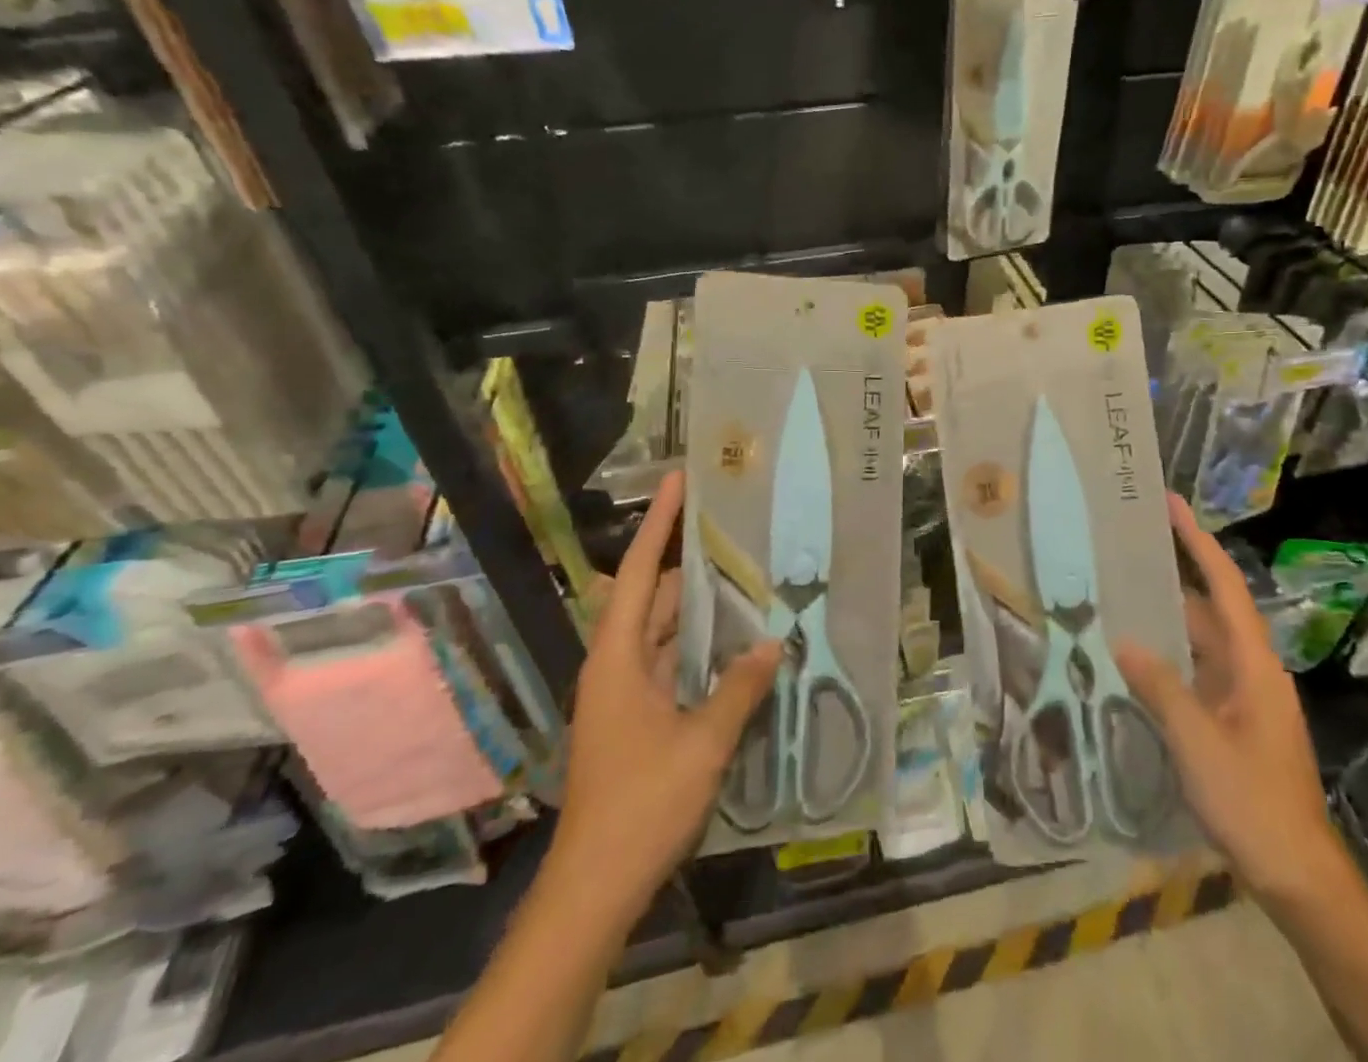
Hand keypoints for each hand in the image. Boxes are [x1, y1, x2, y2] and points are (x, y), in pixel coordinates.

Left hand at [551, 471, 779, 923]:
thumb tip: (773, 643)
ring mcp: (625, 692)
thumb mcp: (702, 743)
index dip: (659, 524)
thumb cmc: (641, 804)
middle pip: (653, 598)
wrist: (594, 886)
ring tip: (747, 580)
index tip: (679, 481)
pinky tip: (736, 645)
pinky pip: (671, 663)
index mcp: (617, 657)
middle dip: (691, 566)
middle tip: (740, 536)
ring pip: (664, 632)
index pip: (636, 573)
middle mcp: (616, 664)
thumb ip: (739, 688)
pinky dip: (699, 647)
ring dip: (700, 610)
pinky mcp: (637, 717)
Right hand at [1116, 493, 1348, 910]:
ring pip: (1200, 642)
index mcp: (1253, 663)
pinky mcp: (1233, 720)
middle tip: (1129, 546)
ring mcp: (1243, 696)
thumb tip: (1123, 641)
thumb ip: (1160, 687)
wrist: (1297, 874)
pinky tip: (1135, 656)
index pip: (1225, 586)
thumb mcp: (1197, 742)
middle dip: (1175, 573)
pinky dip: (1167, 656)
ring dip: (1167, 617)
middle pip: (1210, 608)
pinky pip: (1196, 671)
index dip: (1198, 542)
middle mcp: (1251, 669)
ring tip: (1121, 591)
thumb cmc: (1252, 801)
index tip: (1171, 505)